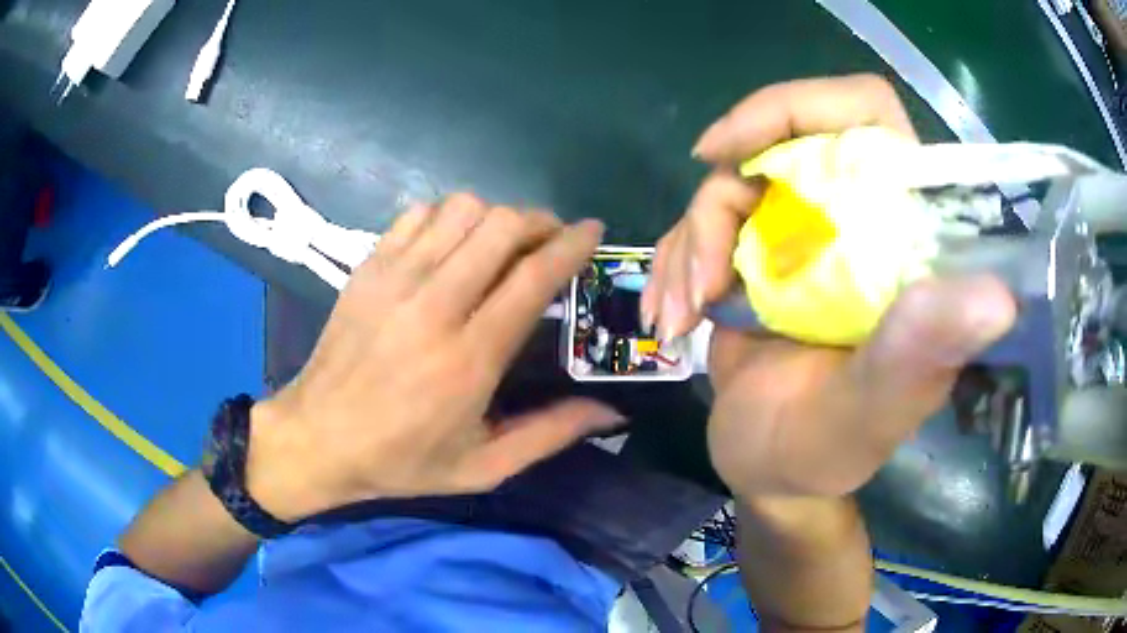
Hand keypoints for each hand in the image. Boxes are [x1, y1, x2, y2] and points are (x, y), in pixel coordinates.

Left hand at [247, 195, 621, 521]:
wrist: (318, 438)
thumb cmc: (401, 459)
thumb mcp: (483, 467)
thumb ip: (550, 434)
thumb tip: (612, 410)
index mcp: (469, 357)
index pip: (533, 276)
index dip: (572, 245)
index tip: (593, 231)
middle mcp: (434, 305)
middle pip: (501, 226)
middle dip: (540, 221)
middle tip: (551, 240)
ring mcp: (395, 279)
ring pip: (462, 210)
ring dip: (495, 216)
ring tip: (502, 243)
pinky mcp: (369, 267)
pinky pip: (418, 214)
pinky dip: (448, 217)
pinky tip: (451, 244)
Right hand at [645, 75, 1016, 499]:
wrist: (770, 470)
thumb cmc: (826, 451)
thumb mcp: (871, 414)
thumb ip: (919, 357)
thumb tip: (997, 298)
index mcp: (904, 235)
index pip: (865, 114)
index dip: (797, 107)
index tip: (731, 151)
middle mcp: (857, 217)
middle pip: (778, 141)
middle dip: (723, 194)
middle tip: (700, 262)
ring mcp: (803, 233)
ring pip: (729, 184)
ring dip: (689, 243)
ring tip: (680, 316)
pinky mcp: (758, 254)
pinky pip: (701, 223)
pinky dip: (672, 262)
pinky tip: (670, 317)